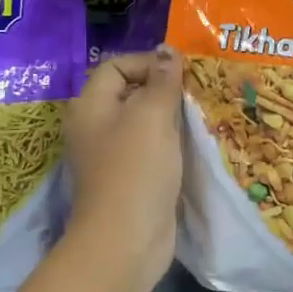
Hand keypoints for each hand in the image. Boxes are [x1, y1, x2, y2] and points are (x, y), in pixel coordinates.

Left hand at [63, 46, 183, 278]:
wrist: (126, 240)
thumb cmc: (135, 170)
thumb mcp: (151, 116)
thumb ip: (162, 81)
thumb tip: (168, 51)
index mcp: (90, 106)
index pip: (116, 66)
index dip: (148, 62)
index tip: (182, 73)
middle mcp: (95, 127)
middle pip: (130, 93)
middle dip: (164, 89)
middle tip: (198, 92)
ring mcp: (112, 156)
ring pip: (144, 123)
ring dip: (171, 117)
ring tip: (202, 115)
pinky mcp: (130, 179)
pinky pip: (152, 149)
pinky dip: (171, 144)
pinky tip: (195, 144)